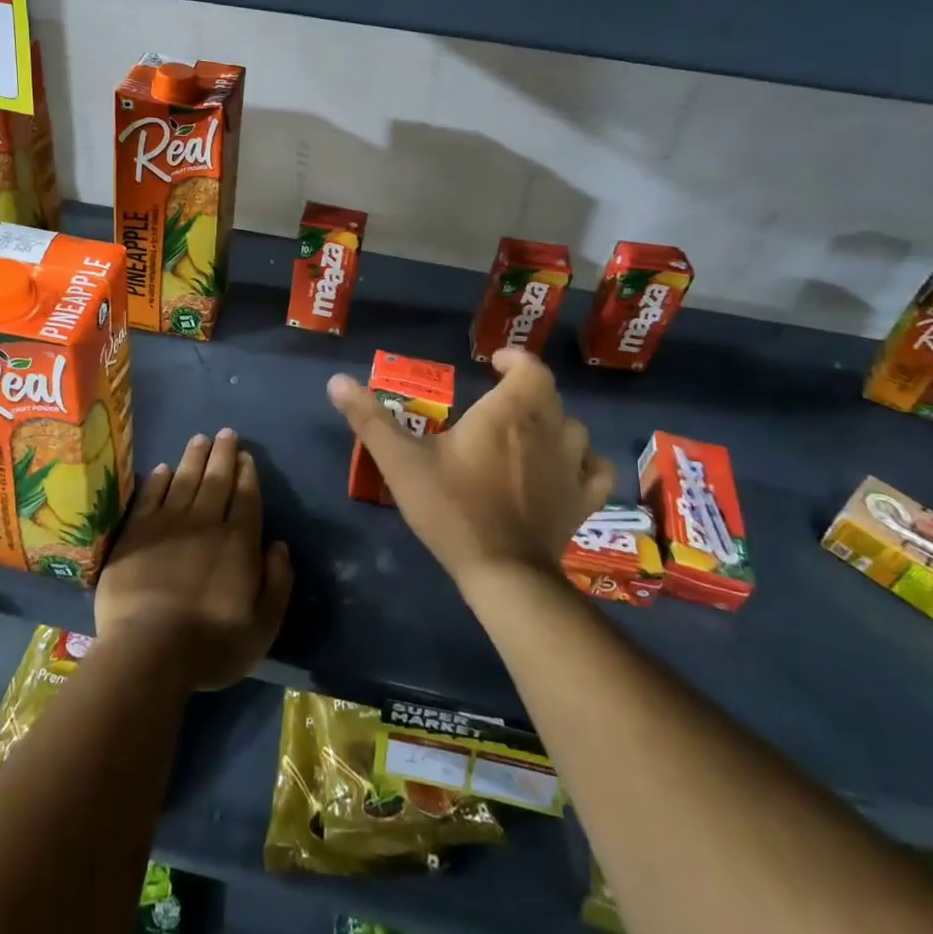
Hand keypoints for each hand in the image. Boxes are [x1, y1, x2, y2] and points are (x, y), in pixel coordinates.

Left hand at [95, 429, 292, 691]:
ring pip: (184, 480)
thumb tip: (279, 546)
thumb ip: (277, 583)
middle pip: (216, 480)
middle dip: (223, 454)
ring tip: (200, 438)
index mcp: (237, 543)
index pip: (246, 498)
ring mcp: (167, 525)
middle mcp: (204, 523)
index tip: (246, 455)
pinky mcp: (135, 533)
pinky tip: (162, 468)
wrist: (148, 650)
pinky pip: (149, 497)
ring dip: (194, 457)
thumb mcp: (263, 627)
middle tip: (226, 433)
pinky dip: (157, 480)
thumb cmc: (210, 645)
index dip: (247, 474)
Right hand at [327, 349, 614, 590]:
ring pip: (574, 428)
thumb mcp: (401, 462)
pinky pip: (596, 469)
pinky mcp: (584, 500)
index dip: (515, 360)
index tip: (493, 364)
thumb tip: (336, 380)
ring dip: (554, 421)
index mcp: (509, 412)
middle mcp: (549, 429)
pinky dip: (585, 460)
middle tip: (498, 400)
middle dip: (527, 390)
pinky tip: (569, 467)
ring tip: (528, 431)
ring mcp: (572, 466)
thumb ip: (369, 419)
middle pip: (549, 395)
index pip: (530, 368)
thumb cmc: (451, 508)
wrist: (502, 573)